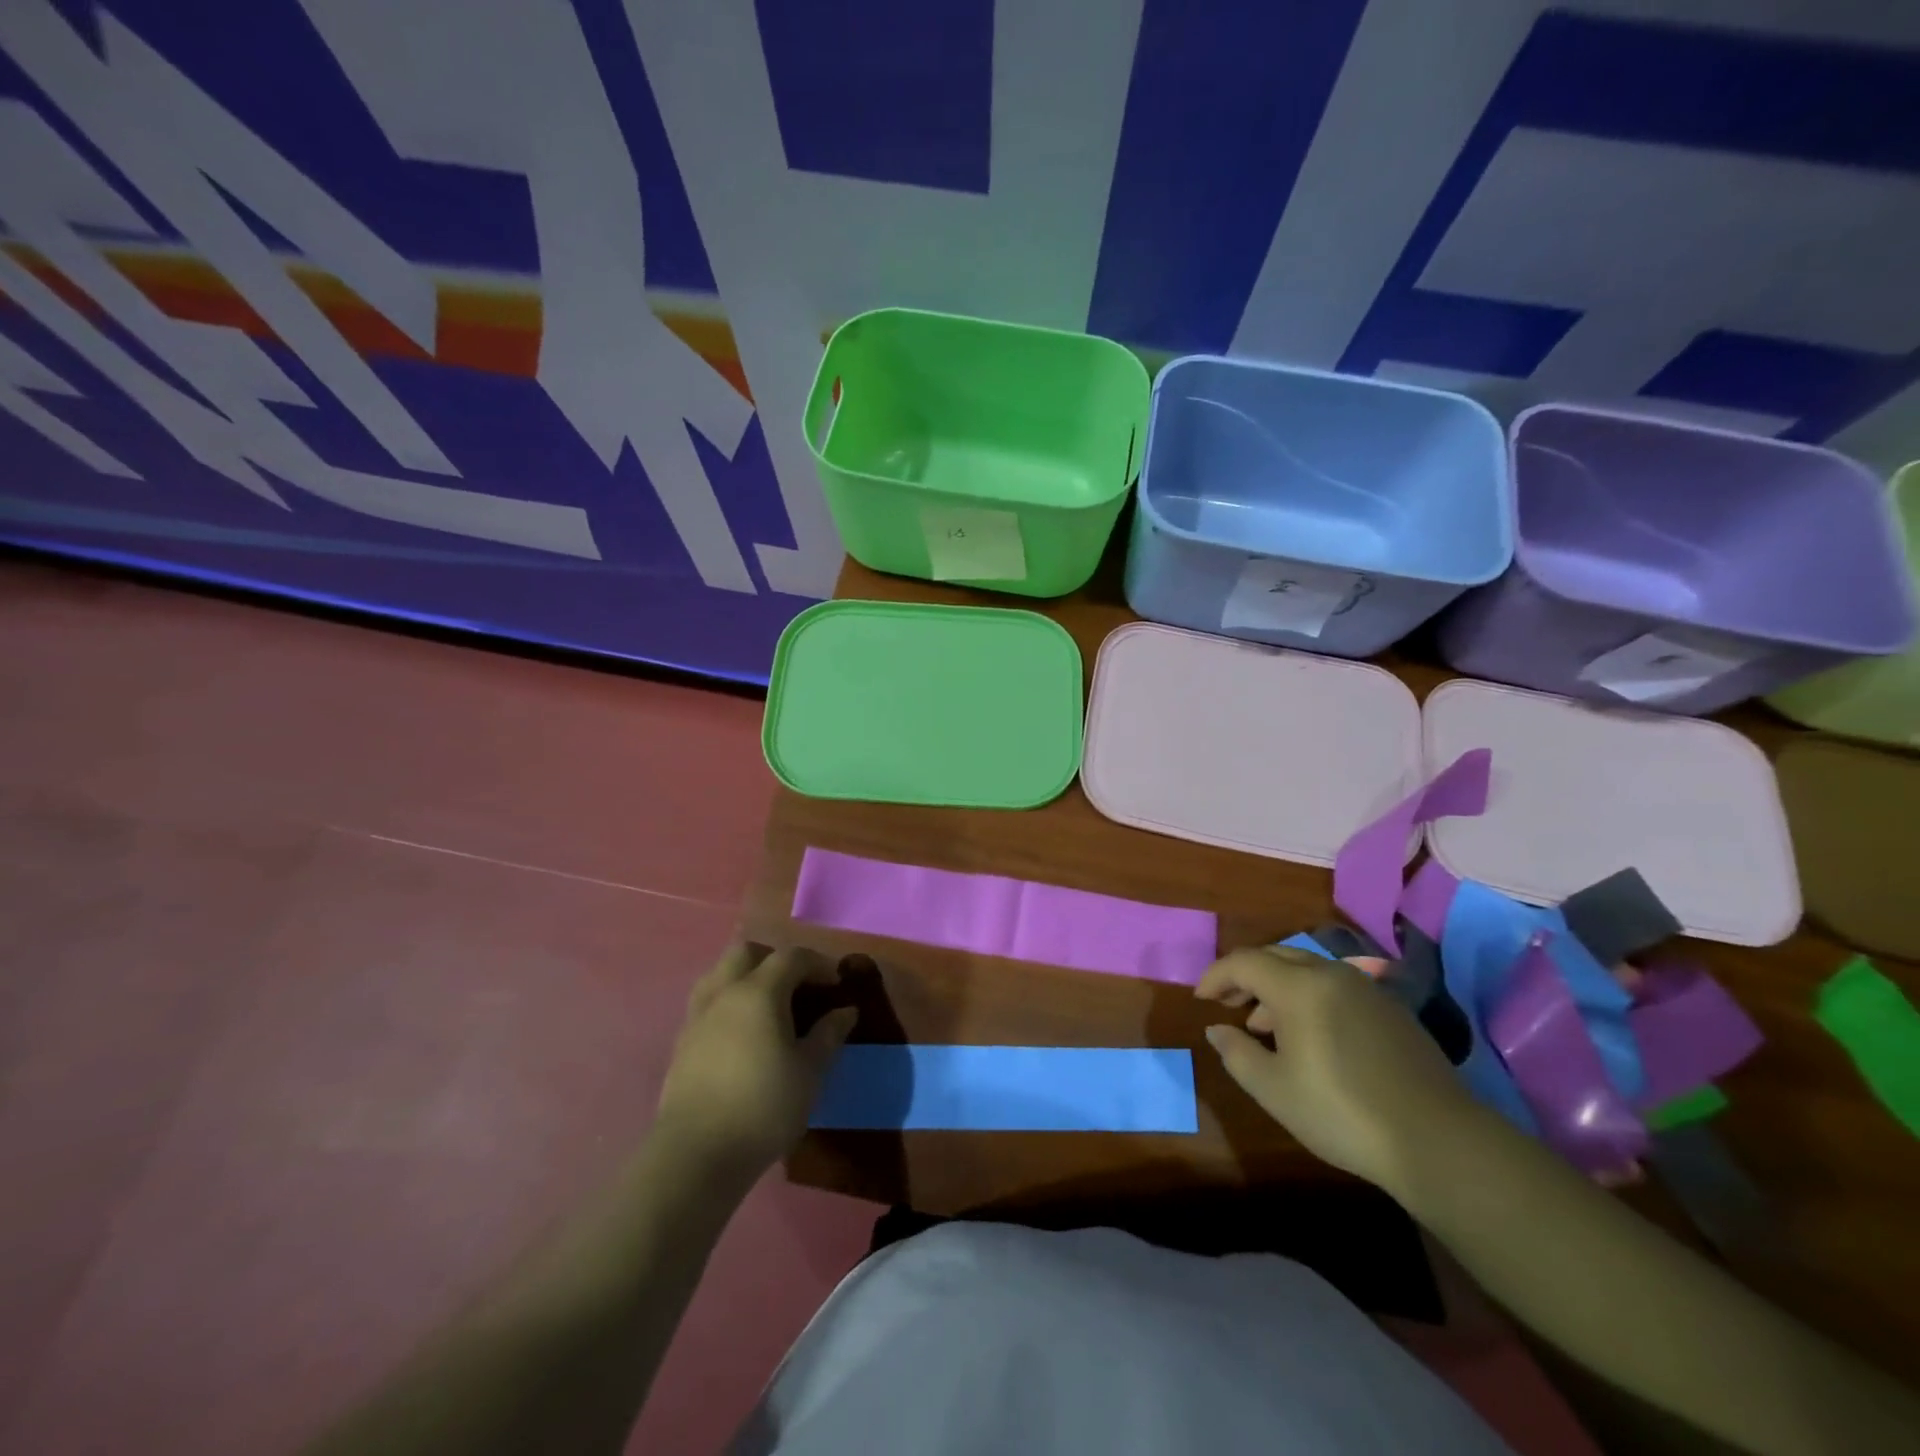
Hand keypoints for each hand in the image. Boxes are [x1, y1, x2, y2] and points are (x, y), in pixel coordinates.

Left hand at [653, 943, 858, 1185]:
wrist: (696, 1154)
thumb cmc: (764, 1107)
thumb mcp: (810, 1072)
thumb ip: (828, 1035)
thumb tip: (845, 1011)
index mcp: (759, 992)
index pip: (791, 957)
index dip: (818, 963)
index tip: (836, 983)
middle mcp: (725, 992)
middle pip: (747, 952)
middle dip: (775, 959)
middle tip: (797, 986)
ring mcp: (698, 1015)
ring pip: (720, 973)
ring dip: (746, 976)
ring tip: (768, 1005)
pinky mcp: (682, 1042)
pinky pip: (708, 1001)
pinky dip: (729, 1002)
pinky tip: (743, 1033)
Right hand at [1194, 947, 1477, 1189]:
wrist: (1437, 1141)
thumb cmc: (1341, 1112)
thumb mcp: (1273, 1089)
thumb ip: (1237, 1053)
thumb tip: (1218, 1029)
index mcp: (1298, 986)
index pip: (1244, 962)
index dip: (1216, 976)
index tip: (1200, 999)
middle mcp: (1331, 974)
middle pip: (1276, 956)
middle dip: (1245, 976)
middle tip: (1228, 1003)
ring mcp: (1366, 989)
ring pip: (1308, 970)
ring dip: (1278, 987)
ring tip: (1265, 1026)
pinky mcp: (1391, 1010)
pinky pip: (1335, 987)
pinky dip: (1310, 998)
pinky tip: (1310, 1037)